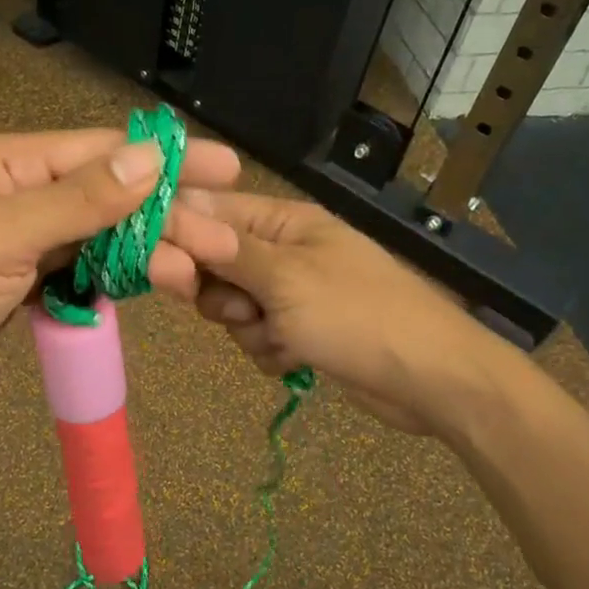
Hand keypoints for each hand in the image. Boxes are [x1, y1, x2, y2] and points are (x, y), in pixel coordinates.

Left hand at [0, 129, 241, 423]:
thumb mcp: (2, 234)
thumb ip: (79, 199)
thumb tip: (150, 158)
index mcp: (4, 164)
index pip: (99, 152)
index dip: (164, 159)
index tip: (223, 169)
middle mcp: (15, 195)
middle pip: (105, 198)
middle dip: (164, 217)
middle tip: (223, 240)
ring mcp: (18, 244)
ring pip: (97, 239)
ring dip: (145, 254)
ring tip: (196, 275)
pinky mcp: (19, 288)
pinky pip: (78, 274)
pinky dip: (113, 281)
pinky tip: (152, 288)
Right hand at [184, 190, 483, 433]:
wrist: (428, 380)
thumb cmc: (358, 315)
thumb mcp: (286, 279)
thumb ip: (227, 250)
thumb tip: (176, 208)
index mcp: (286, 223)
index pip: (213, 214)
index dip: (182, 236)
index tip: (160, 266)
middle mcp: (286, 252)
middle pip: (217, 265)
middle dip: (222, 295)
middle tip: (244, 310)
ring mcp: (294, 294)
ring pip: (234, 308)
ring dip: (250, 330)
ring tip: (283, 338)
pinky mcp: (302, 332)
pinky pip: (259, 337)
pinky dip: (271, 351)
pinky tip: (297, 359)